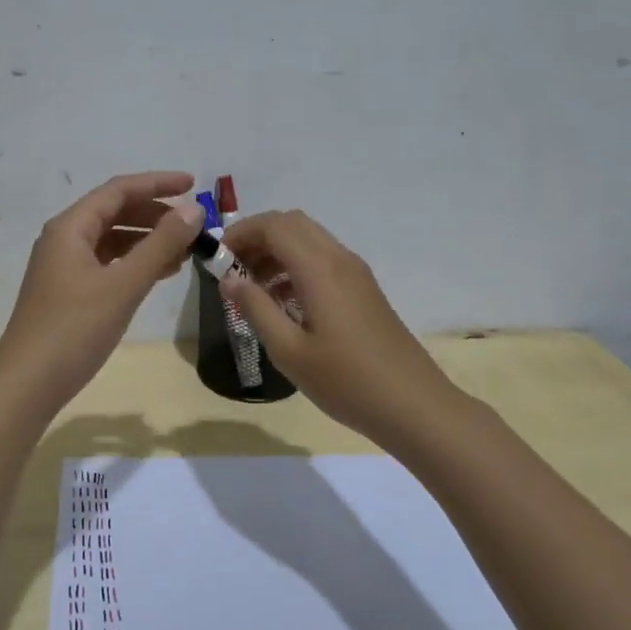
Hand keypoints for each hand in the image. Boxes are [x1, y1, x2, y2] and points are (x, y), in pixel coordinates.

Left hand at [0, 172, 204, 408]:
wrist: (28, 383)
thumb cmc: (74, 328)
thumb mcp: (123, 284)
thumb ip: (160, 244)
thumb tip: (194, 209)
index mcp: (70, 227)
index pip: (118, 190)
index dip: (157, 183)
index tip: (195, 185)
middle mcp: (64, 239)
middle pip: (114, 212)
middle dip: (155, 213)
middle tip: (194, 224)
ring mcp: (64, 267)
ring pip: (112, 240)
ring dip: (147, 240)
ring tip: (186, 250)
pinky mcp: (68, 292)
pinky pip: (107, 264)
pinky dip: (134, 264)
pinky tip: (160, 273)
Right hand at [220, 210, 458, 453]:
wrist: (413, 405)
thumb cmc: (346, 381)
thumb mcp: (288, 350)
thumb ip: (255, 308)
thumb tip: (228, 279)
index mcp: (319, 269)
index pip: (274, 225)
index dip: (240, 233)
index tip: (217, 259)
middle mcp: (339, 259)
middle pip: (292, 223)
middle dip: (257, 238)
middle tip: (232, 270)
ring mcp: (355, 273)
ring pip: (308, 240)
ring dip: (276, 252)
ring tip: (252, 289)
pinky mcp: (363, 289)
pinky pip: (322, 259)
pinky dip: (295, 266)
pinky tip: (282, 303)